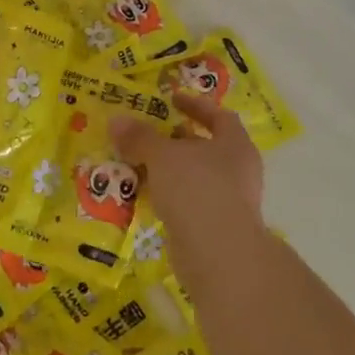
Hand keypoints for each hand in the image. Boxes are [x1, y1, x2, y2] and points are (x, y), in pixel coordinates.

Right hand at [110, 94, 265, 237]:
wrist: (218, 255)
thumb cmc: (196, 189)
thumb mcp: (162, 156)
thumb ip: (140, 137)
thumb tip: (117, 120)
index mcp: (235, 145)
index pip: (219, 116)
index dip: (195, 105)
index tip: (171, 99)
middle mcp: (238, 170)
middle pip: (206, 147)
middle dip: (176, 140)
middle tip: (147, 133)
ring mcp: (229, 201)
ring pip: (194, 176)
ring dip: (169, 170)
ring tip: (137, 163)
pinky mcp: (215, 227)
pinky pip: (188, 202)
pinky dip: (168, 196)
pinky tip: (144, 195)